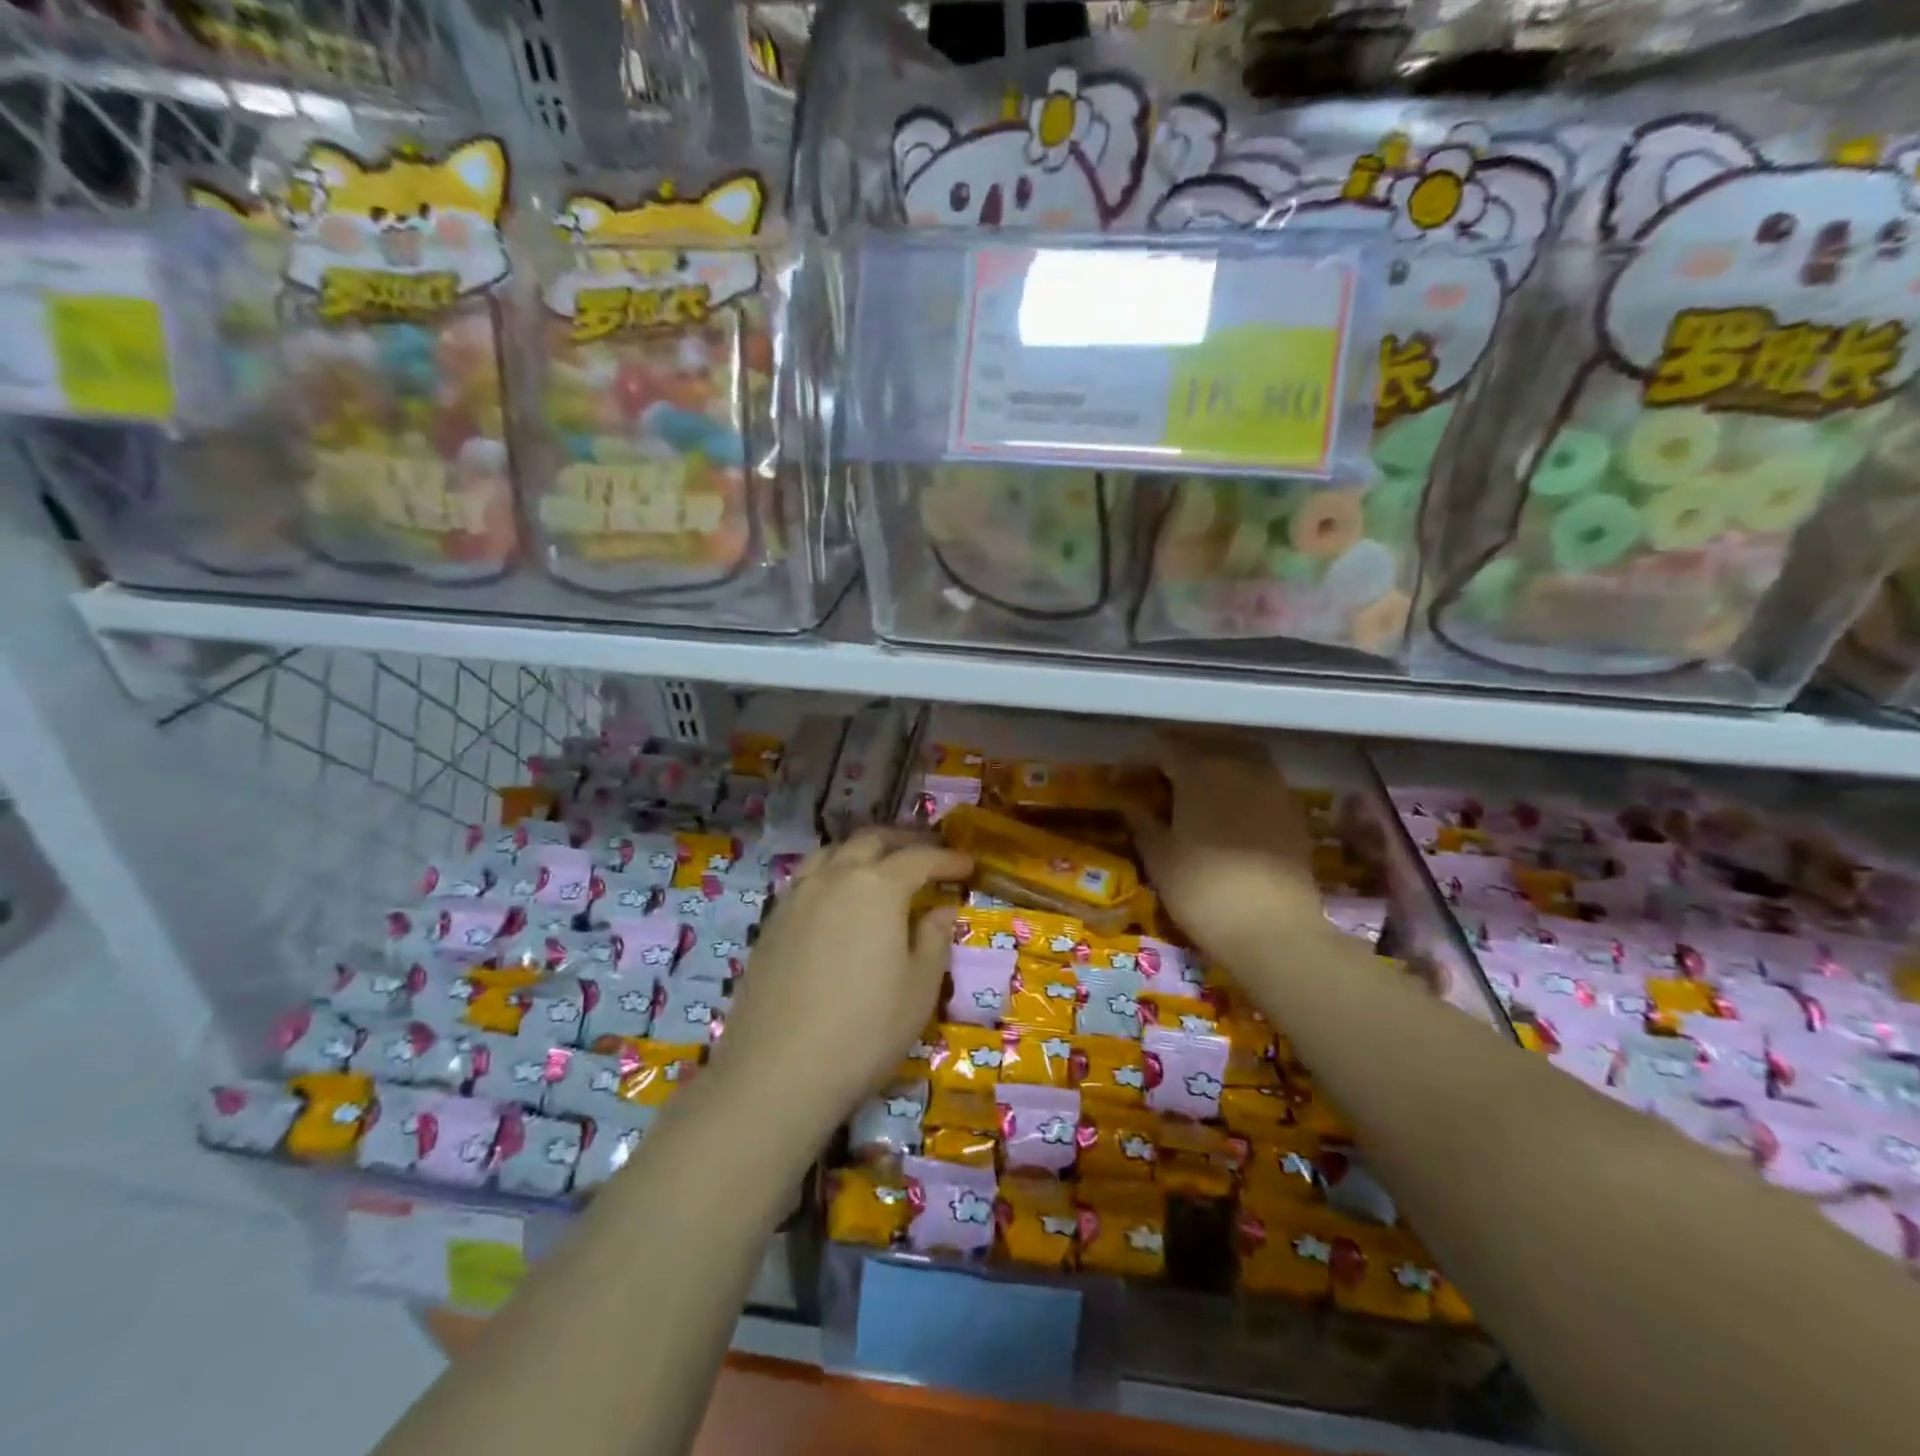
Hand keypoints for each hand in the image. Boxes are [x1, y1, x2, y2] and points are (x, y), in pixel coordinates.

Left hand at [704, 829, 972, 1141]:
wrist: (777, 1071)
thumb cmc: (865, 1029)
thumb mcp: (919, 988)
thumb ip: (934, 939)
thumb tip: (941, 910)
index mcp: (877, 887)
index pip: (919, 858)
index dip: (947, 859)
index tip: (968, 865)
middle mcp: (834, 877)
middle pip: (871, 842)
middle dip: (904, 842)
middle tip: (928, 855)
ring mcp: (797, 896)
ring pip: (833, 852)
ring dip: (863, 851)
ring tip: (881, 865)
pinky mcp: (772, 921)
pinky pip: (808, 877)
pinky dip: (832, 872)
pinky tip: (838, 897)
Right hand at [1126, 731, 1325, 963]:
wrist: (1274, 931)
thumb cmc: (1203, 891)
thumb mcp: (1159, 857)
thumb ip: (1142, 822)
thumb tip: (1130, 804)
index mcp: (1200, 770)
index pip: (1161, 747)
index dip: (1136, 759)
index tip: (1119, 779)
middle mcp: (1239, 765)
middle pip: (1202, 740)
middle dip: (1174, 750)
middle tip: (1153, 772)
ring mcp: (1272, 784)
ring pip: (1237, 752)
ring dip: (1210, 757)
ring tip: (1191, 782)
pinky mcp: (1292, 808)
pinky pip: (1260, 775)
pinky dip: (1238, 777)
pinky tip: (1226, 802)